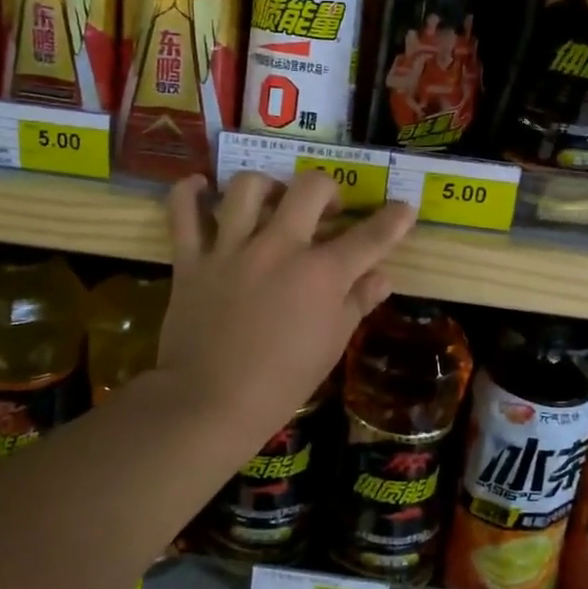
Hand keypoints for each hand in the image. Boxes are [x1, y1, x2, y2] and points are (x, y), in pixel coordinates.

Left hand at [160, 172, 415, 440]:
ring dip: (266, 186)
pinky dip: (189, 192)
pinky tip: (203, 188)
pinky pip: (183, 210)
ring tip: (270, 201)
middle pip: (310, 188)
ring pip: (248, 186)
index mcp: (321, 274)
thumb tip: (381, 277)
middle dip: (329, 190)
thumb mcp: (331, 346)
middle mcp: (278, 248)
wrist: (209, 403)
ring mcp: (231, 249)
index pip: (369, 238)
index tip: (404, 209)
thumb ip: (357, 303)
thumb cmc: (281, 383)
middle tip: (327, 210)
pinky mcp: (191, 259)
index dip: (393, 220)